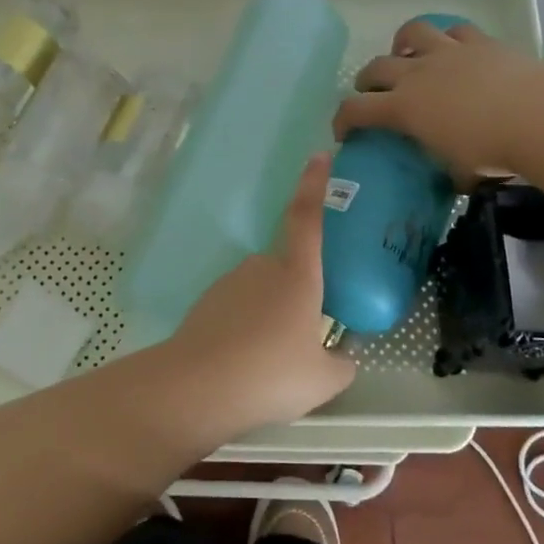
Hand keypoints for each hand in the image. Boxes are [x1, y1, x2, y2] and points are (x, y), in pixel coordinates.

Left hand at [166, 153, 356, 431]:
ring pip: (263, 291)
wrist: (197, 387)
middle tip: (303, 340)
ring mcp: (231, 282)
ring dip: (271, 316)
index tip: (320, 156)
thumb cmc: (270, 375)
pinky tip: (246, 364)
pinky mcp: (208, 302)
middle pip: (288, 268)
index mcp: (297, 275)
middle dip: (298, 296)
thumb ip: (342, 364)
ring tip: (272, 364)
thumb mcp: (323, 380)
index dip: (315, 184)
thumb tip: (346, 357)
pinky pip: (239, 308)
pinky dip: (246, 328)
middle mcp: (263, 267)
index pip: (307, 217)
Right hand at [332, 18, 543, 182]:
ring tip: (406, 55)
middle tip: (370, 93)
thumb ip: (449, 171)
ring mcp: (447, 52)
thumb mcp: (460, 171)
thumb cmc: (491, 150)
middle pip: (376, 67)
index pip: (356, 109)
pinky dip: (446, 37)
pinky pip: (454, 30)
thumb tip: (456, 179)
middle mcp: (417, 74)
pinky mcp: (478, 41)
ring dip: (402, 43)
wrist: (536, 115)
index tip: (343, 132)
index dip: (342, 120)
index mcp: (404, 108)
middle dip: (365, 80)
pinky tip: (451, 48)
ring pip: (412, 33)